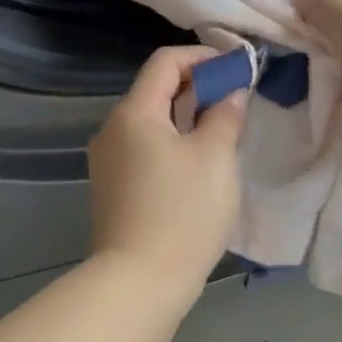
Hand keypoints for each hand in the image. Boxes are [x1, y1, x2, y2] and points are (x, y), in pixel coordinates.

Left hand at [87, 45, 247, 296]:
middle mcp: (112, 128)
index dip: (202, 57)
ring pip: (149, 121)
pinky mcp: (109, 186)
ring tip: (219, 133)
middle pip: (154, 89)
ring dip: (184, 117)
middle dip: (196, 87)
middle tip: (234, 102)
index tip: (235, 70)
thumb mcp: (215, 159)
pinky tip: (193, 165)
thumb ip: (225, 116)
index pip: (165, 61)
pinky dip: (169, 142)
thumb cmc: (182, 213)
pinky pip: (141, 147)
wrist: (137, 283)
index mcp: (134, 112)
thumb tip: (230, 92)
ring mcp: (106, 159)